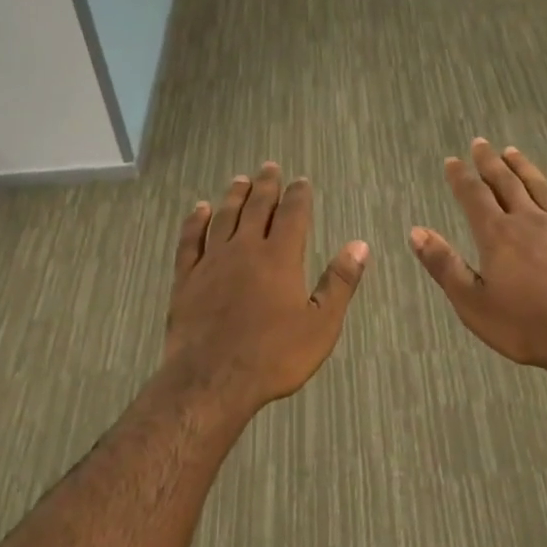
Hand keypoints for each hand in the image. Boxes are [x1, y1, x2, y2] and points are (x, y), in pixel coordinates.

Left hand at [162, 163, 368, 419]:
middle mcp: (245, 250)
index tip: (301, 180)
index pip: (292, 215)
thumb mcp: (321, 324)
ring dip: (233, 196)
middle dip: (266, 186)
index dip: (298, 195)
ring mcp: (212, 262)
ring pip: (223, 218)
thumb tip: (360, 245)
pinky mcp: (186, 279)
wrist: (212, 380)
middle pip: (256, 208)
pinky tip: (199, 211)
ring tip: (240, 180)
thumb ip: (340, 282)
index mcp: (280, 258)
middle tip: (269, 167)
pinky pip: (190, 240)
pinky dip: (195, 222)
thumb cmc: (274, 356)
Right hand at [409, 140, 546, 374]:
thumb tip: (416, 232)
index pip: (474, 197)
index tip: (451, 161)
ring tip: (512, 152)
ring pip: (540, 187)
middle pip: (507, 184)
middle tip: (480, 144)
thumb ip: (444, 265)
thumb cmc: (526, 325)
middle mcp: (529, 221)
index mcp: (497, 236)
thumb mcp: (472, 302)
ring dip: (524, 167)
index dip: (460, 177)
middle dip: (490, 163)